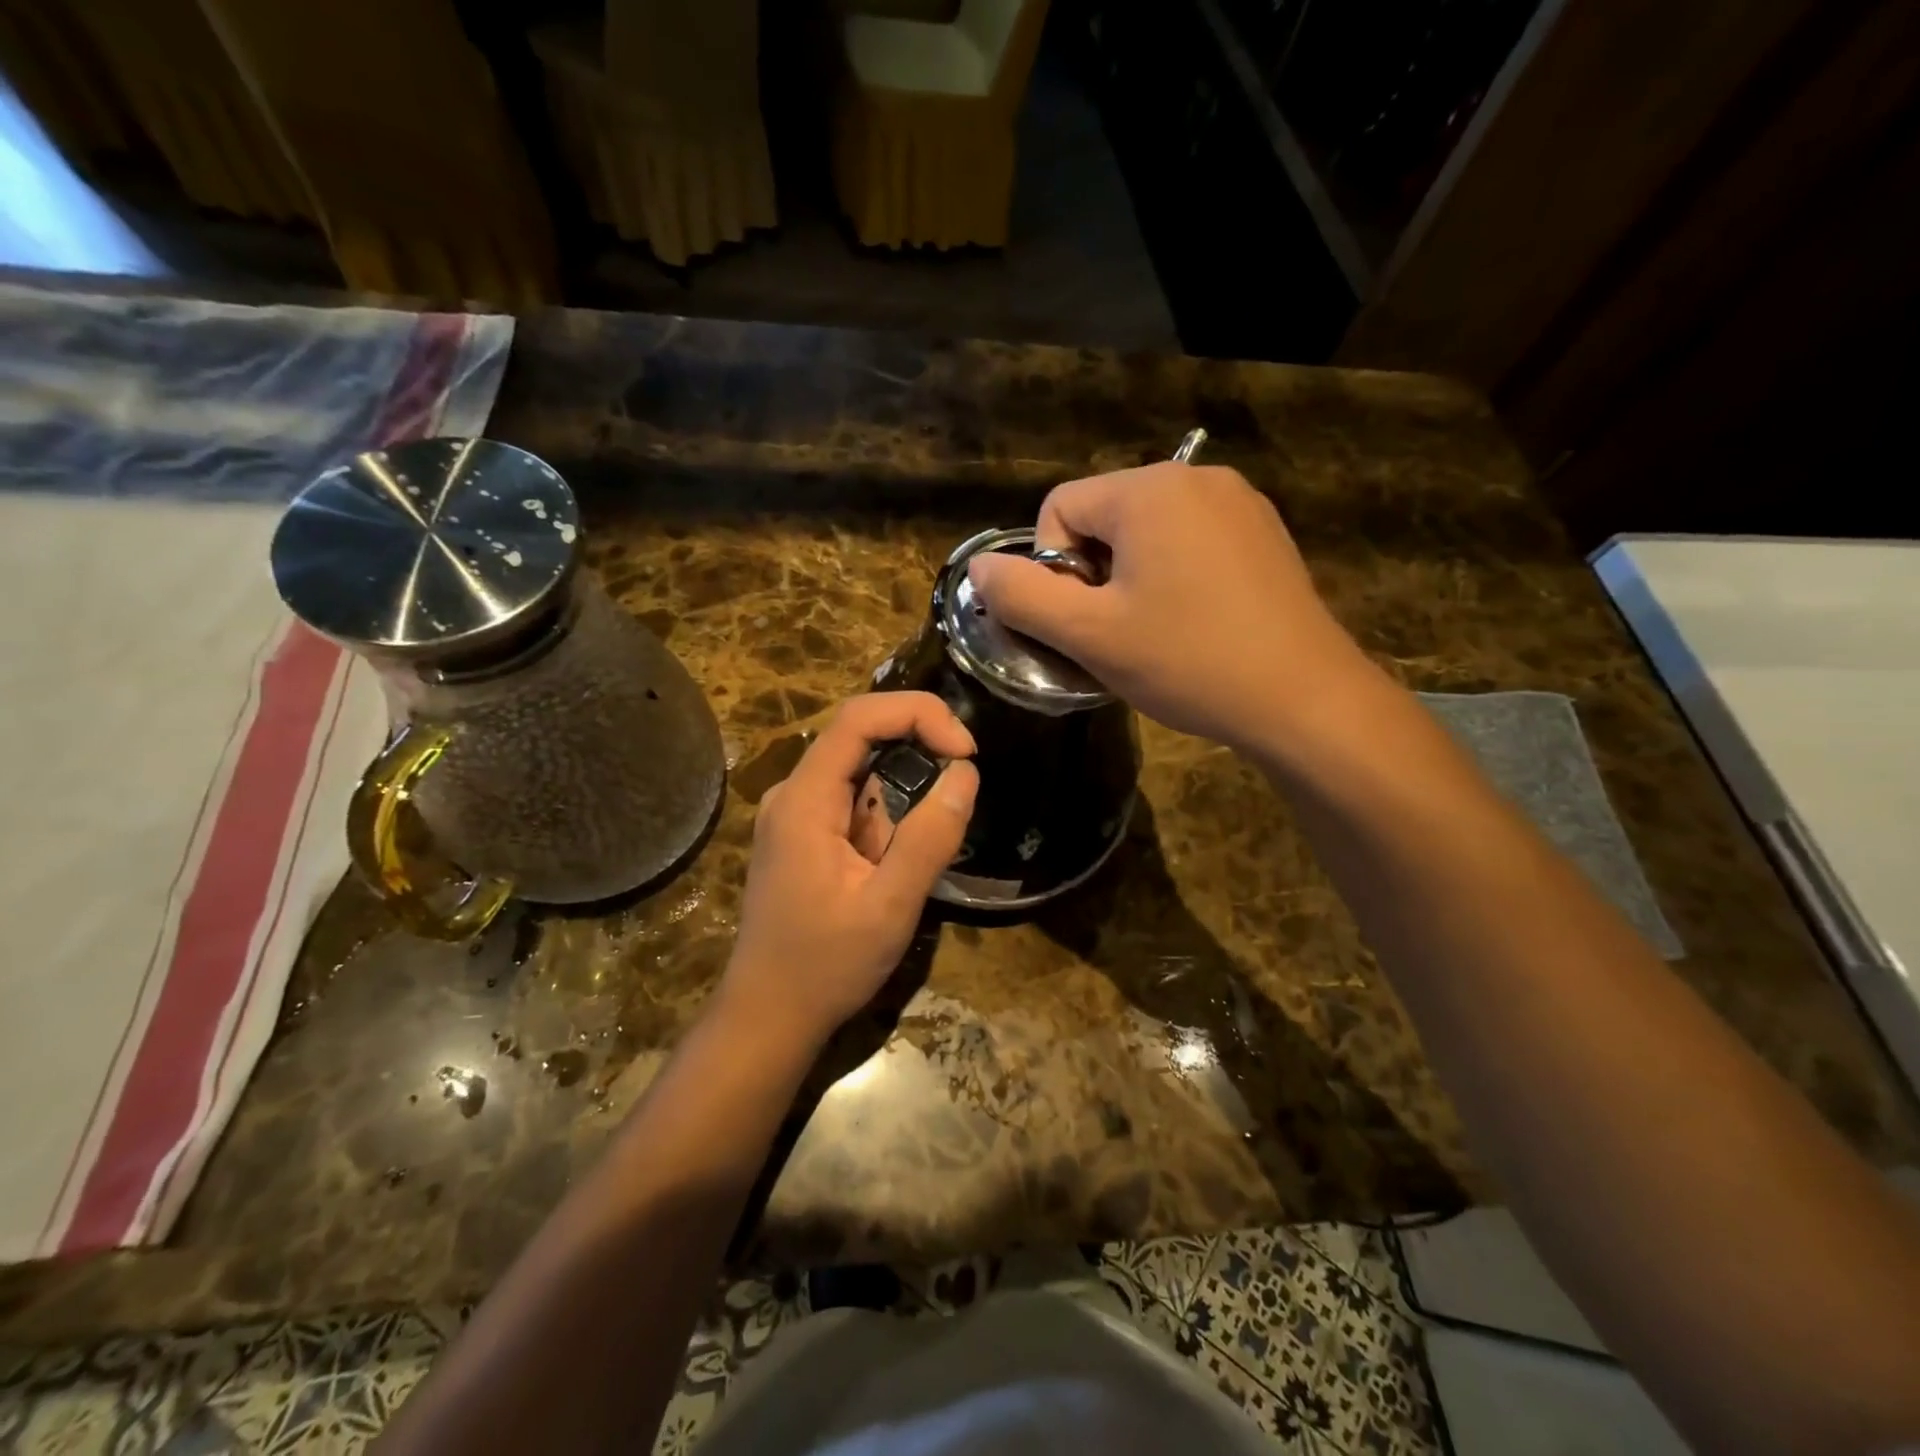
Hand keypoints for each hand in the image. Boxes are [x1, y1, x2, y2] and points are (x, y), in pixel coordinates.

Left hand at [722, 693, 978, 1053]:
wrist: (768, 1016)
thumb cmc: (825, 966)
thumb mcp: (889, 906)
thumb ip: (929, 838)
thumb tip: (966, 774)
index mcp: (805, 799)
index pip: (858, 718)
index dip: (918, 714)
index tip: (965, 750)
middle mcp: (793, 794)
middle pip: (858, 735)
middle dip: (917, 747)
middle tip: (961, 781)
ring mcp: (794, 815)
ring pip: (859, 770)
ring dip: (903, 790)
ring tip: (920, 846)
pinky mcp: (802, 837)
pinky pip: (852, 801)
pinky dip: (887, 813)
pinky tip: (894, 859)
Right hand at [966, 462, 1376, 758]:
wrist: (1304, 699)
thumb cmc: (1188, 661)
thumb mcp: (1088, 634)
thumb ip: (1021, 596)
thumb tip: (979, 568)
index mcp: (1150, 489)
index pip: (1059, 507)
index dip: (1053, 569)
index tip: (1084, 619)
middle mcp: (1196, 478)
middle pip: (1103, 516)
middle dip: (1093, 573)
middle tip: (1118, 632)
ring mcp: (1239, 503)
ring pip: (1146, 533)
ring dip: (1130, 579)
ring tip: (1156, 632)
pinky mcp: (1263, 533)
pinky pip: (1190, 542)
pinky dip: (1173, 577)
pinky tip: (1195, 623)